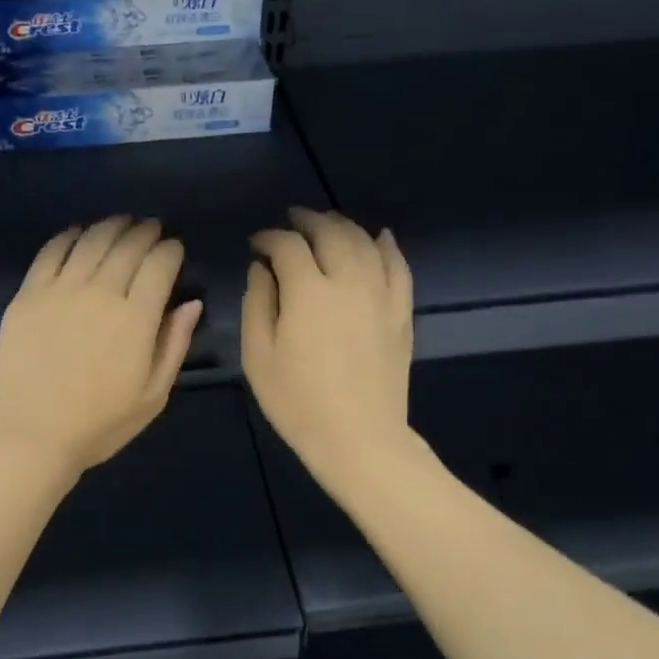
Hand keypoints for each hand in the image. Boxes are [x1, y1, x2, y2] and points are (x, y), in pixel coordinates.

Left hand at [0, 217, 202, 478]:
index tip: (175, 248)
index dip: (171, 249)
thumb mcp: (153, 396)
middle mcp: (100, 292)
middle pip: (128, 244)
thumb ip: (174, 344)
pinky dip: (70, 235)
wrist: (30, 433)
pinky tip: (79, 233)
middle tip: (152, 229)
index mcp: (136, 318)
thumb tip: (191, 303)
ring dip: (112, 226)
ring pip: (91, 240)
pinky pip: (52, 251)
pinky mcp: (28, 293)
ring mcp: (60, 289)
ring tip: (122, 223)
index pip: (160, 264)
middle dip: (146, 231)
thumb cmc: (98, 424)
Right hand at [243, 207, 414, 484]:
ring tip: (328, 223)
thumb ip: (257, 304)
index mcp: (308, 292)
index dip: (270, 238)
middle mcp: (348, 282)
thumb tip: (261, 268)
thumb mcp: (258, 357)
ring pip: (365, 243)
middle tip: (292, 220)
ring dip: (344, 226)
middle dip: (308, 220)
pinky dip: (387, 246)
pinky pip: (398, 267)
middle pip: (331, 233)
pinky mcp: (401, 313)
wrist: (359, 438)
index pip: (288, 246)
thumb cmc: (298, 402)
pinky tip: (380, 237)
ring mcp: (381, 295)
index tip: (257, 243)